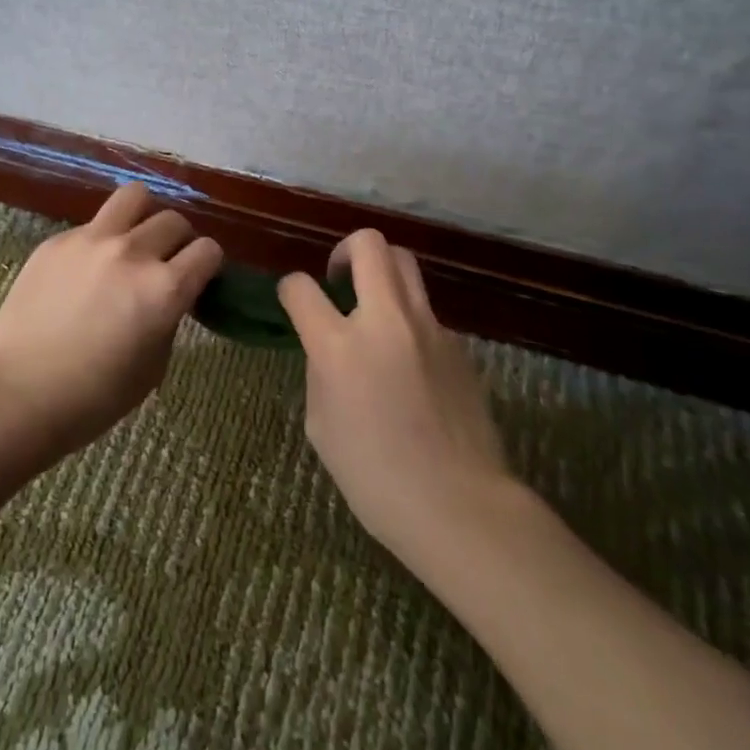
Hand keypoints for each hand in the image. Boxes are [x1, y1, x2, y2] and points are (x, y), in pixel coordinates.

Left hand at [0, 183, 221, 457]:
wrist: (16, 393)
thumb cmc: (93, 397)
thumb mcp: (152, 366)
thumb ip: (168, 319)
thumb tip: (170, 296)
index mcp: (165, 289)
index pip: (208, 250)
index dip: (208, 265)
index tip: (198, 278)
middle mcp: (134, 253)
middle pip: (175, 221)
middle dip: (178, 242)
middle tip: (165, 263)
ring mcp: (92, 240)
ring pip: (135, 196)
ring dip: (144, 216)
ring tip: (134, 239)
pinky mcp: (58, 240)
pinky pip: (94, 224)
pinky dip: (102, 239)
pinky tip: (86, 269)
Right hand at [279, 230, 510, 560]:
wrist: (459, 505)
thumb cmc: (375, 478)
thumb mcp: (322, 426)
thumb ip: (320, 372)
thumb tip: (329, 350)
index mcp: (339, 346)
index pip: (301, 288)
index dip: (290, 289)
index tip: (293, 301)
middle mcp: (384, 320)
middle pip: (368, 244)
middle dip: (345, 250)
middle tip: (339, 279)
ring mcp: (427, 327)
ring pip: (404, 262)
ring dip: (381, 271)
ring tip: (374, 306)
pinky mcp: (457, 342)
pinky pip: (425, 310)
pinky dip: (407, 317)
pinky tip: (408, 360)